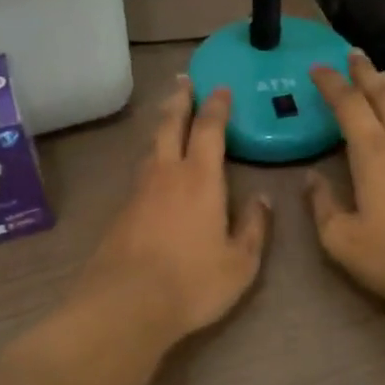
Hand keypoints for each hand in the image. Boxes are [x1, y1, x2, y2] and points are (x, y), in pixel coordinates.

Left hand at [72, 75, 271, 339]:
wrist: (125, 304)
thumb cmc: (192, 282)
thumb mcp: (240, 263)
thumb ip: (254, 228)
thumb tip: (263, 199)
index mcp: (200, 178)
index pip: (209, 129)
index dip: (216, 105)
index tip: (220, 88)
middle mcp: (167, 173)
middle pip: (170, 124)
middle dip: (179, 100)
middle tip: (183, 80)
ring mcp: (139, 190)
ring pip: (151, 146)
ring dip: (162, 125)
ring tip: (169, 117)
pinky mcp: (121, 211)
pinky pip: (141, 171)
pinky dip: (151, 157)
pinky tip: (154, 169)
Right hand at [306, 52, 384, 312]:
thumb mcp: (342, 240)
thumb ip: (323, 205)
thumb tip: (311, 179)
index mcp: (373, 153)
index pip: (349, 105)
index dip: (332, 84)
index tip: (318, 67)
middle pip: (384, 96)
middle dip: (365, 72)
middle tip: (354, 54)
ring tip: (383, 77)